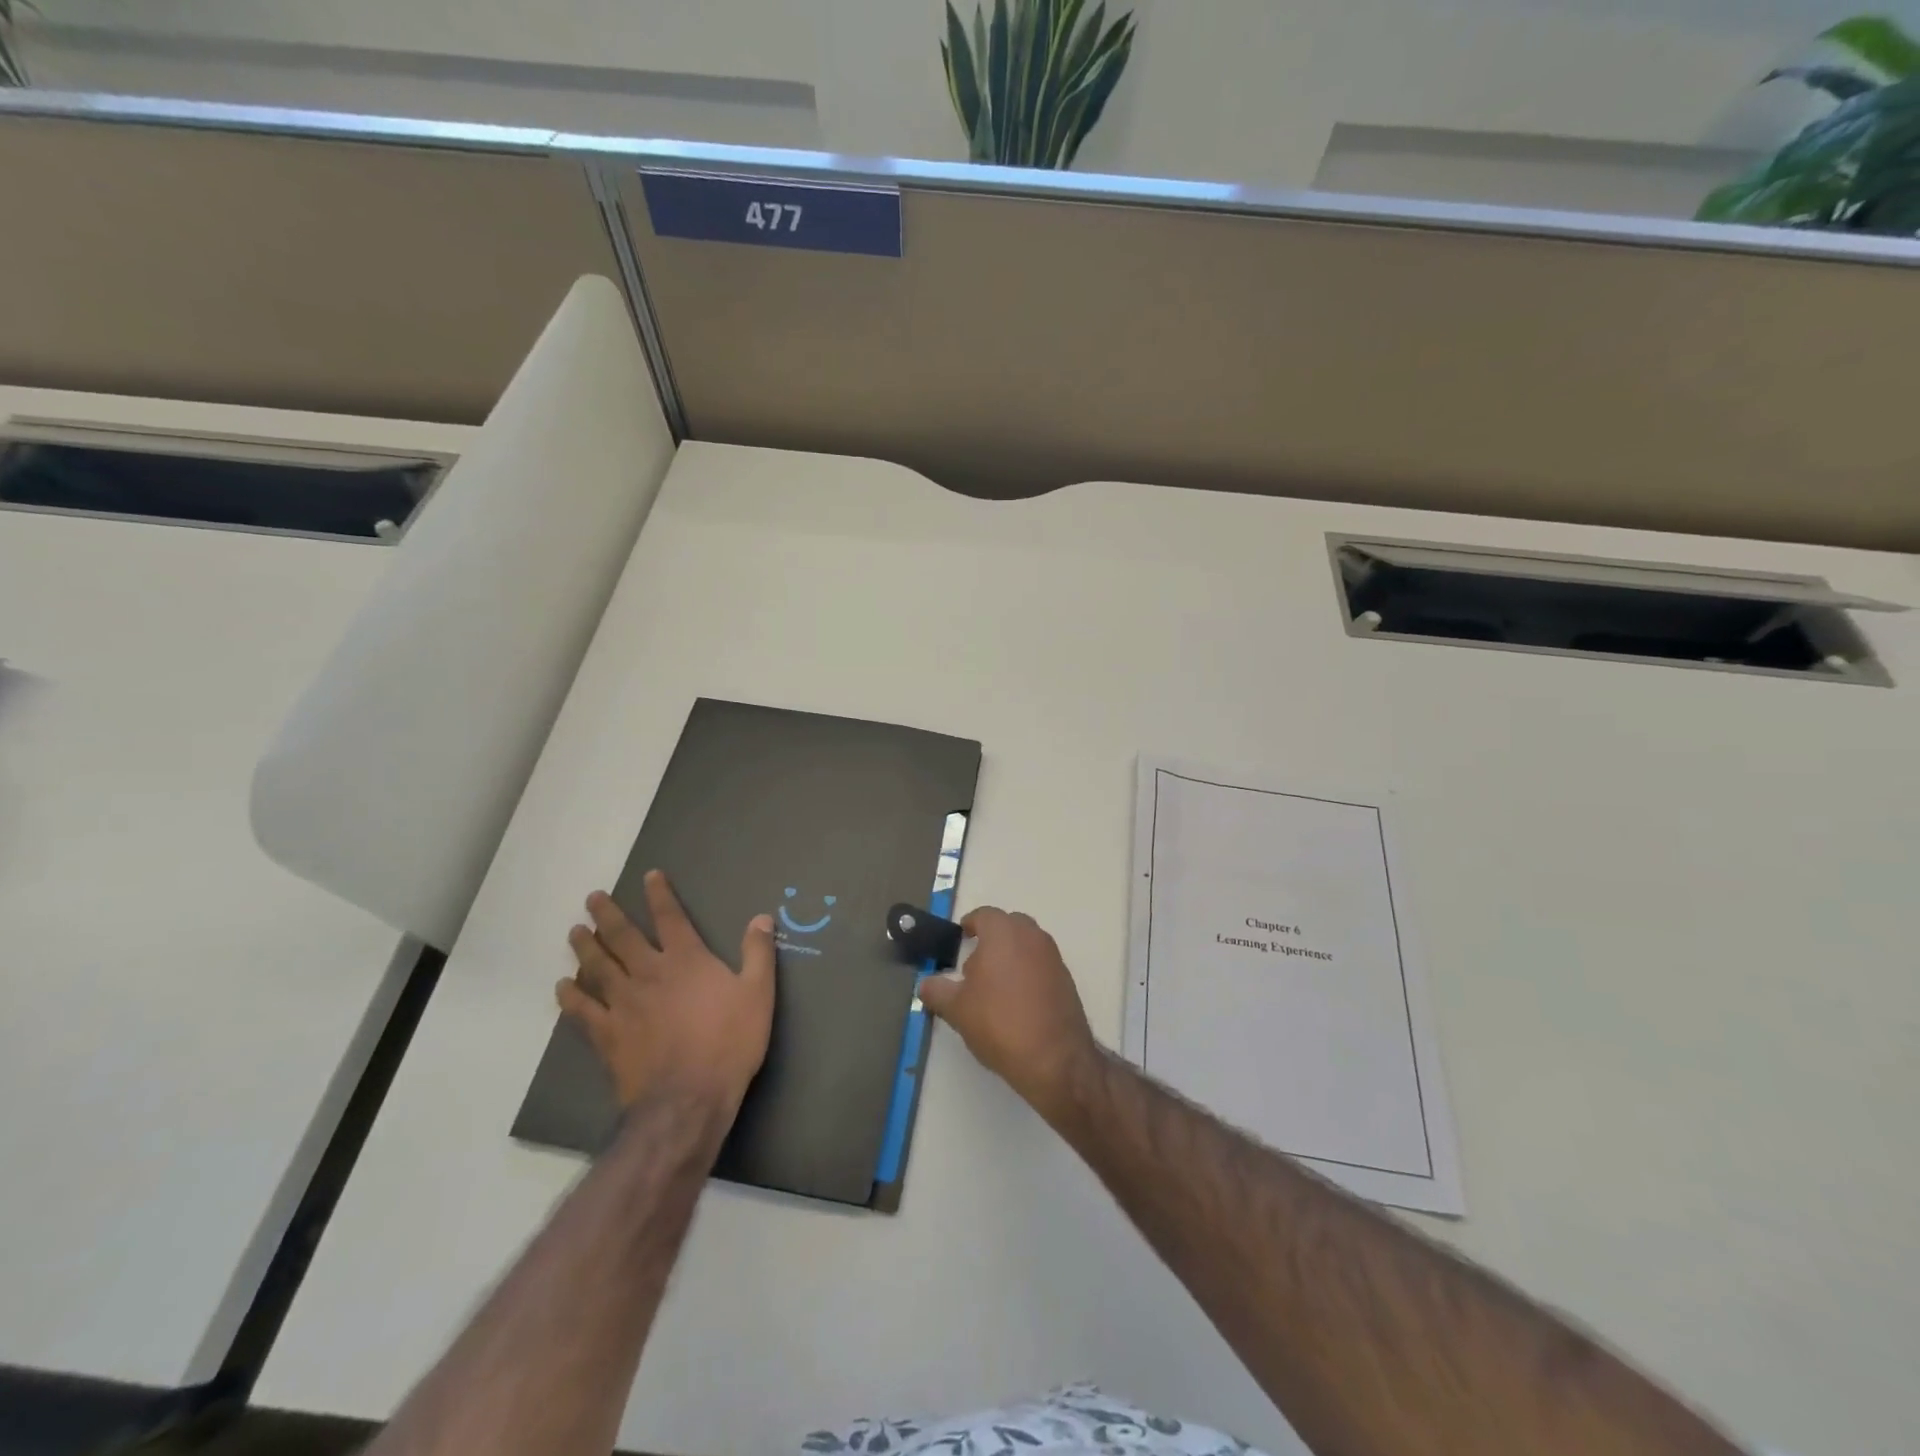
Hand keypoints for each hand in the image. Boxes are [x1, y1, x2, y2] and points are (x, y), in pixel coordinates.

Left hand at [557, 870, 775, 1115]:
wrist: (687, 1099)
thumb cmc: (730, 1042)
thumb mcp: (758, 994)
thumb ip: (758, 953)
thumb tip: (761, 917)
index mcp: (686, 960)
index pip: (670, 917)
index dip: (659, 894)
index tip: (648, 875)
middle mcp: (649, 973)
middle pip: (623, 936)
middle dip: (608, 914)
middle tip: (593, 898)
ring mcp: (623, 1003)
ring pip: (598, 967)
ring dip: (585, 947)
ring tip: (574, 932)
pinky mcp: (607, 1034)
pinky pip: (583, 1010)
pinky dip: (571, 996)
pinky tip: (563, 986)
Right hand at [917, 906, 1099, 1116]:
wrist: (1054, 1058)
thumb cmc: (999, 1023)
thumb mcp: (956, 1009)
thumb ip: (937, 991)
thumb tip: (926, 984)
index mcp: (1003, 933)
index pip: (984, 915)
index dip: (970, 924)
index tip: (960, 938)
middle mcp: (1032, 936)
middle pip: (1009, 925)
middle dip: (992, 938)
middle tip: (975, 965)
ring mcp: (1053, 957)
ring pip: (1027, 944)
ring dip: (1011, 955)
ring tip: (995, 987)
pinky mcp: (1067, 979)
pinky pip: (1041, 964)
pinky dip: (1028, 972)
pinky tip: (1018, 1001)